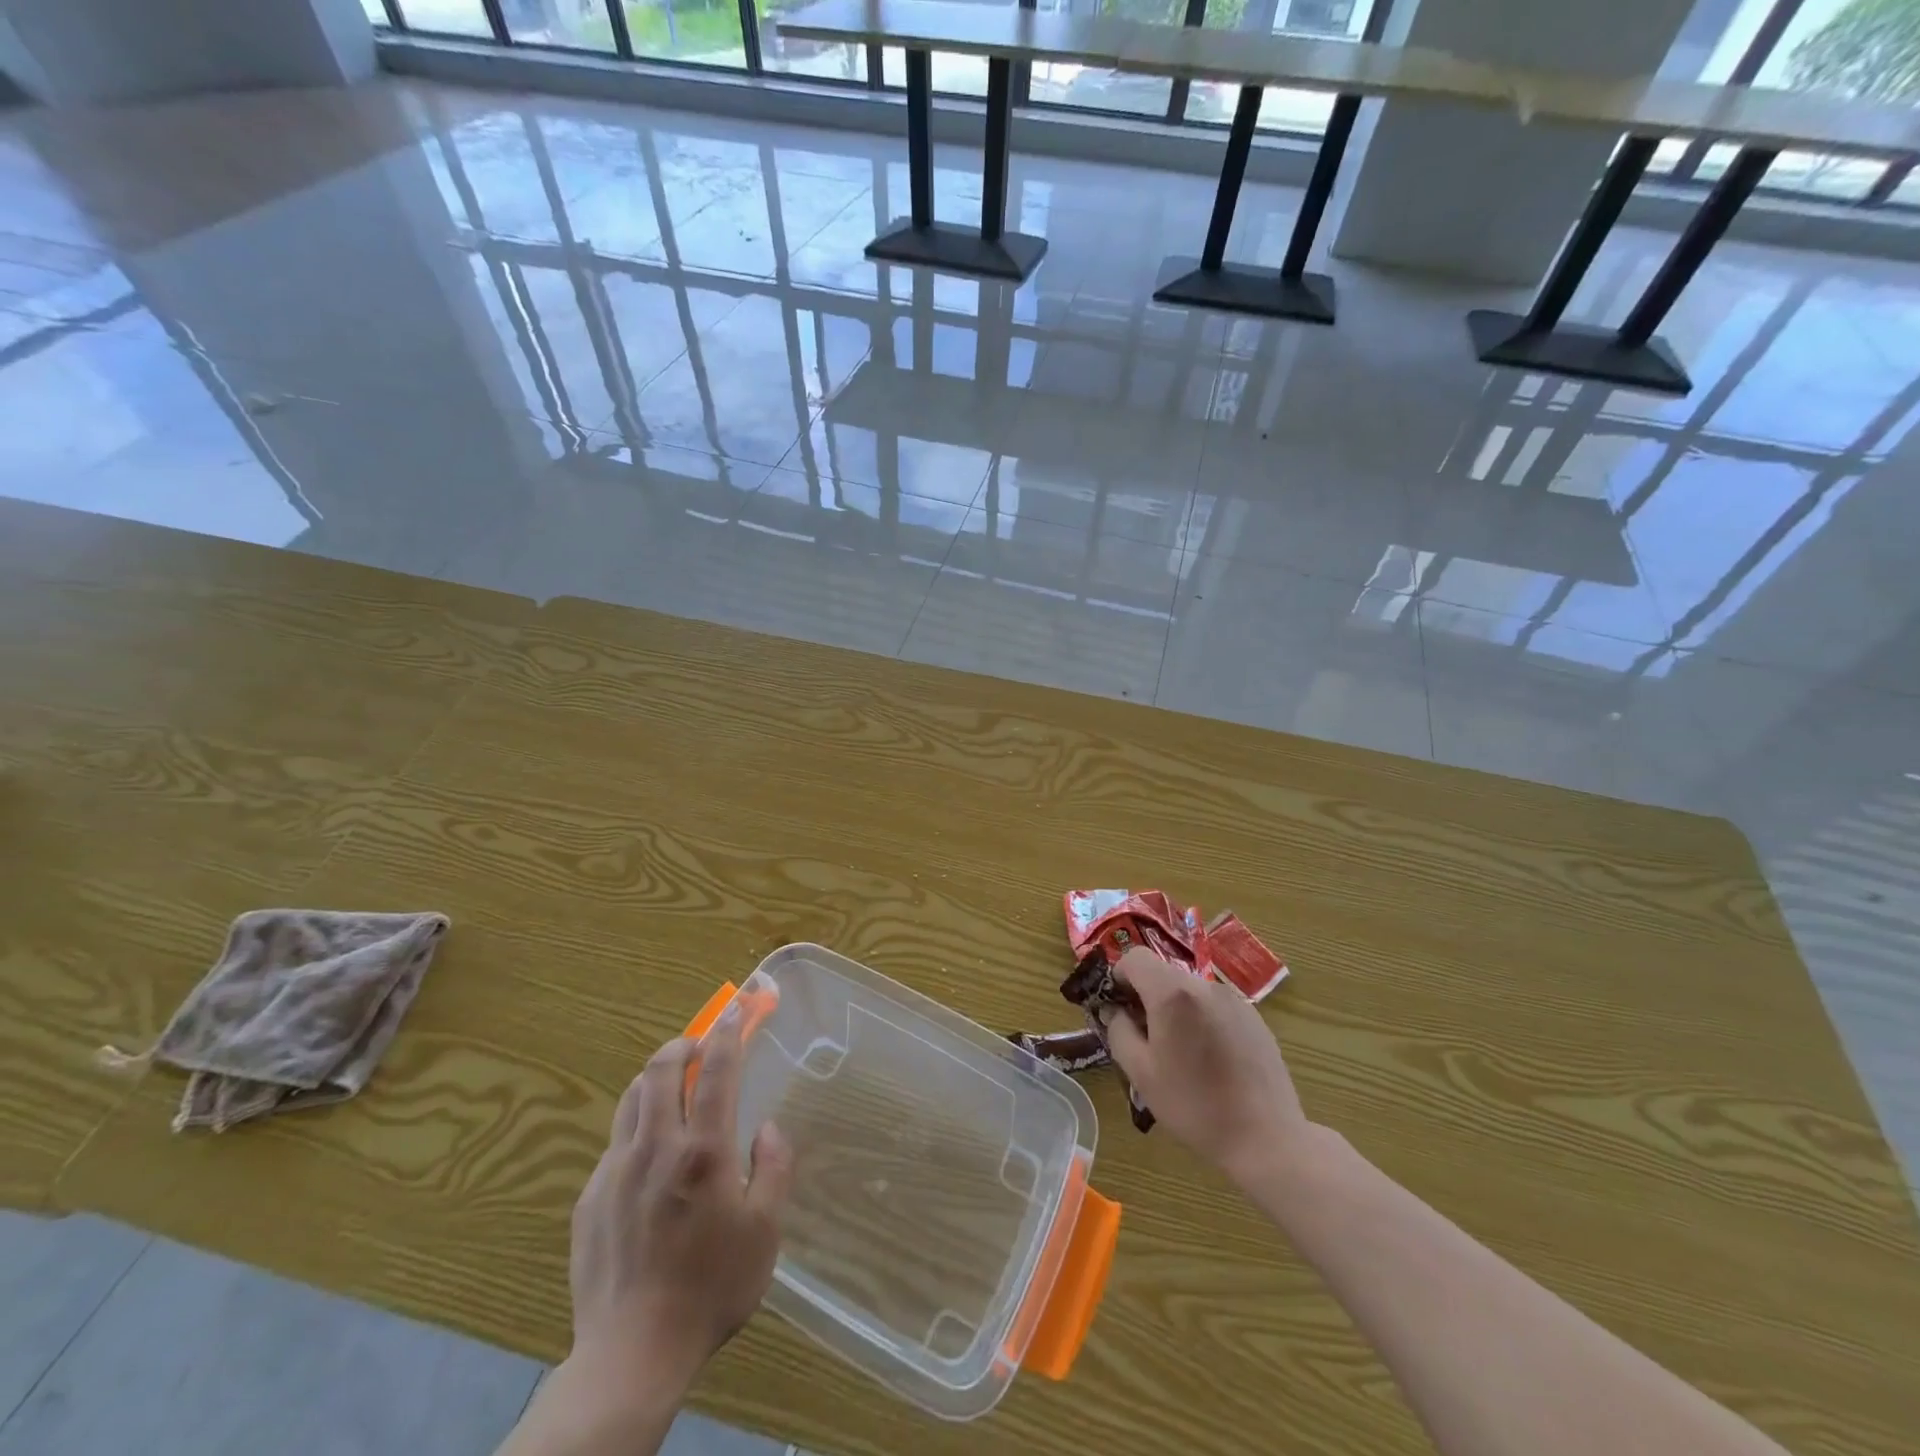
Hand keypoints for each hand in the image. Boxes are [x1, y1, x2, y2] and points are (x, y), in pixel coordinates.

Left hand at [567, 1008, 794, 1392]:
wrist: (631, 1355)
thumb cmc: (711, 1289)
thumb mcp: (765, 1231)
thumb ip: (773, 1168)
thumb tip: (766, 1129)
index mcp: (703, 1150)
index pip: (715, 1070)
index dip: (727, 1033)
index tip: (735, 1011)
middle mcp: (656, 1146)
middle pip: (661, 1068)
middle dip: (682, 1043)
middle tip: (700, 1046)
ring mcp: (615, 1170)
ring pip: (631, 1098)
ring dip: (655, 1079)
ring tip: (673, 1089)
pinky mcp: (589, 1197)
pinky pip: (615, 1142)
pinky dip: (637, 1126)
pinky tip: (649, 1158)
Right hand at [1100, 947, 1309, 1185]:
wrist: (1266, 1138)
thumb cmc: (1194, 1105)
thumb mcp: (1141, 1073)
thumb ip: (1118, 1031)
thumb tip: (1113, 1010)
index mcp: (1172, 993)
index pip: (1135, 957)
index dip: (1119, 976)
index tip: (1118, 1007)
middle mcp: (1204, 985)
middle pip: (1163, 974)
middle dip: (1147, 996)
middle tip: (1145, 1037)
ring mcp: (1234, 999)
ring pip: (1190, 991)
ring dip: (1176, 1009)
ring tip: (1181, 1053)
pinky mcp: (1254, 1017)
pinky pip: (1215, 1006)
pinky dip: (1202, 1020)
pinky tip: (1211, 1060)